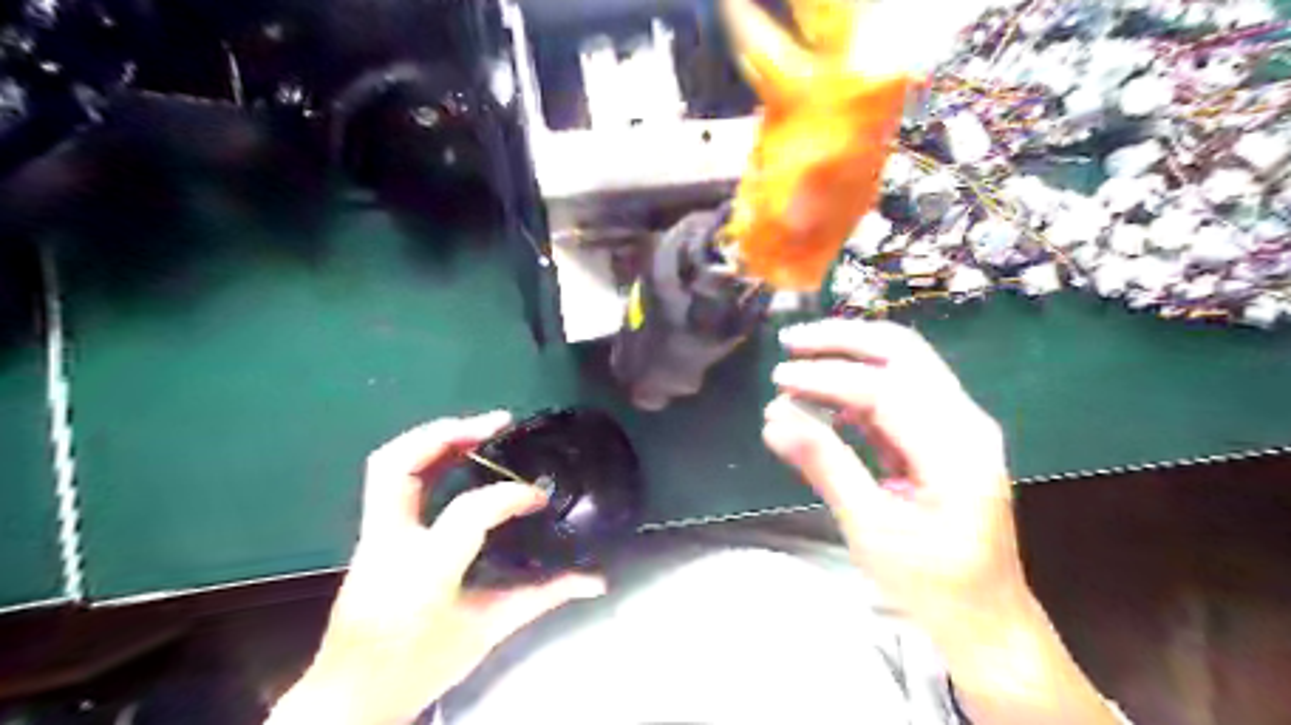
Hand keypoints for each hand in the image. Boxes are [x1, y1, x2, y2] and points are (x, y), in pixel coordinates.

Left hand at [268, 414, 611, 724]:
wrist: (349, 700)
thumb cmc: (419, 667)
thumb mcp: (487, 632)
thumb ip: (543, 597)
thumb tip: (594, 580)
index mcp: (424, 571)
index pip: (470, 511)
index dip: (510, 494)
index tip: (538, 495)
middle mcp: (390, 543)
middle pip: (399, 465)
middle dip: (447, 433)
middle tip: (495, 423)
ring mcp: (372, 537)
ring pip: (387, 464)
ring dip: (433, 437)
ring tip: (479, 430)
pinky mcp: (371, 535)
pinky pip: (392, 480)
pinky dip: (426, 457)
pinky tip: (458, 458)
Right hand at [759, 320, 1025, 631]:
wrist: (985, 620)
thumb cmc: (930, 583)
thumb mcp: (870, 527)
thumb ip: (825, 465)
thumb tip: (774, 418)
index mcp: (955, 447)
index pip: (884, 387)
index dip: (826, 377)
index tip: (778, 379)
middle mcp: (964, 421)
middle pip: (903, 352)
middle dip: (844, 340)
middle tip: (790, 341)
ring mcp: (958, 426)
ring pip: (903, 364)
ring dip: (851, 356)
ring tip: (799, 363)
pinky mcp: (944, 437)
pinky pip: (901, 393)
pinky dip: (860, 385)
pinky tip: (825, 398)